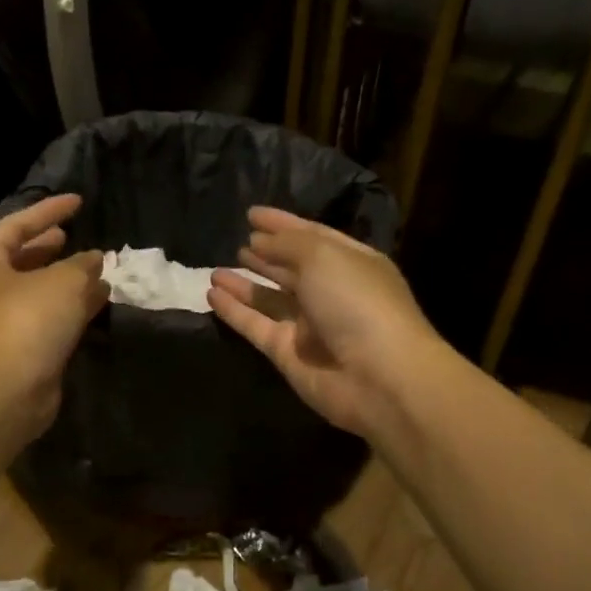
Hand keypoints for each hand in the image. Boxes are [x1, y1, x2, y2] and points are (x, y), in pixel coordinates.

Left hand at [0, 194, 108, 442]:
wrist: (8, 390)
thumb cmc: (27, 319)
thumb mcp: (63, 279)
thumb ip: (83, 264)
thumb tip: (95, 259)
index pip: (16, 225)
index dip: (48, 211)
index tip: (78, 202)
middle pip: (21, 259)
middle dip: (50, 247)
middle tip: (74, 236)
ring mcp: (4, 323)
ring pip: (39, 291)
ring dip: (68, 279)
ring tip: (99, 267)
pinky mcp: (24, 350)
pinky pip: (51, 318)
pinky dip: (73, 307)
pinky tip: (100, 300)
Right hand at [209, 207, 449, 439]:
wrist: (378, 377)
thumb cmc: (357, 302)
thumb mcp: (323, 256)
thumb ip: (287, 243)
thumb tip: (259, 240)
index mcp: (351, 263)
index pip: (313, 236)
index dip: (283, 224)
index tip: (252, 214)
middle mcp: (331, 293)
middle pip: (293, 269)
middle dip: (266, 255)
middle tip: (238, 242)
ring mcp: (309, 326)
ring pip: (270, 299)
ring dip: (244, 284)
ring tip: (215, 270)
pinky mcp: (288, 354)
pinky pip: (256, 326)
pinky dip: (234, 311)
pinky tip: (212, 294)